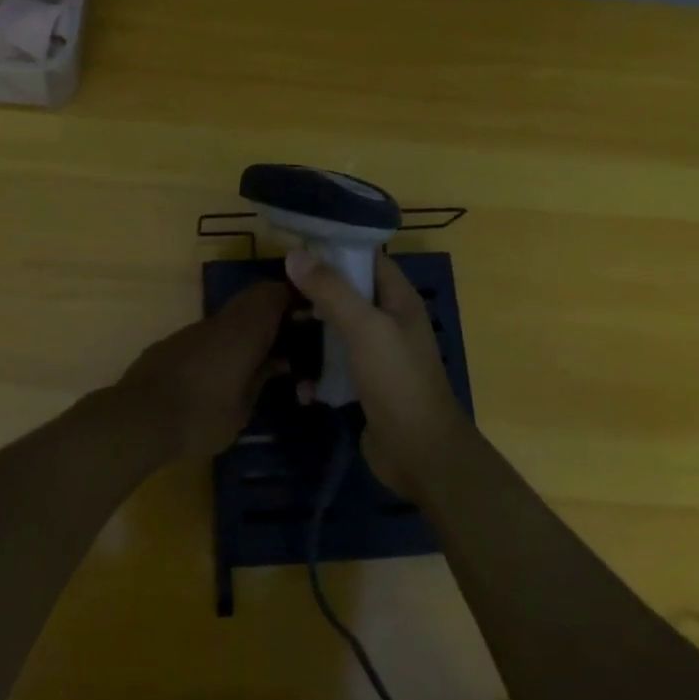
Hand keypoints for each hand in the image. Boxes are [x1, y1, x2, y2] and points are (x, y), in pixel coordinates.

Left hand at [111, 281, 288, 461]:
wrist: (137, 420)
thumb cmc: (200, 416)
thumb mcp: (243, 409)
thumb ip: (261, 380)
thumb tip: (279, 363)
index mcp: (242, 331)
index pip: (271, 294)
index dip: (291, 298)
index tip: (306, 315)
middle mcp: (216, 323)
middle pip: (248, 303)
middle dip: (269, 318)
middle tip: (286, 343)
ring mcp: (188, 332)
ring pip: (225, 322)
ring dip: (242, 335)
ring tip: (255, 364)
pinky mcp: (168, 346)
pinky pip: (204, 338)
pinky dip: (218, 348)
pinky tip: (218, 377)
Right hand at [284, 248, 471, 494]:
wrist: (420, 454)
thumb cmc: (398, 381)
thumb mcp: (365, 328)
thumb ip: (331, 290)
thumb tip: (295, 254)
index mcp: (399, 300)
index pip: (367, 259)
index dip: (335, 249)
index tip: (295, 246)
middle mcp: (389, 322)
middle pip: (347, 294)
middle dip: (315, 291)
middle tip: (278, 290)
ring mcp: (376, 355)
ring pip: (337, 330)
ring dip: (311, 331)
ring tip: (279, 329)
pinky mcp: (363, 384)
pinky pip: (334, 366)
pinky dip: (316, 370)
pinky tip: (298, 380)